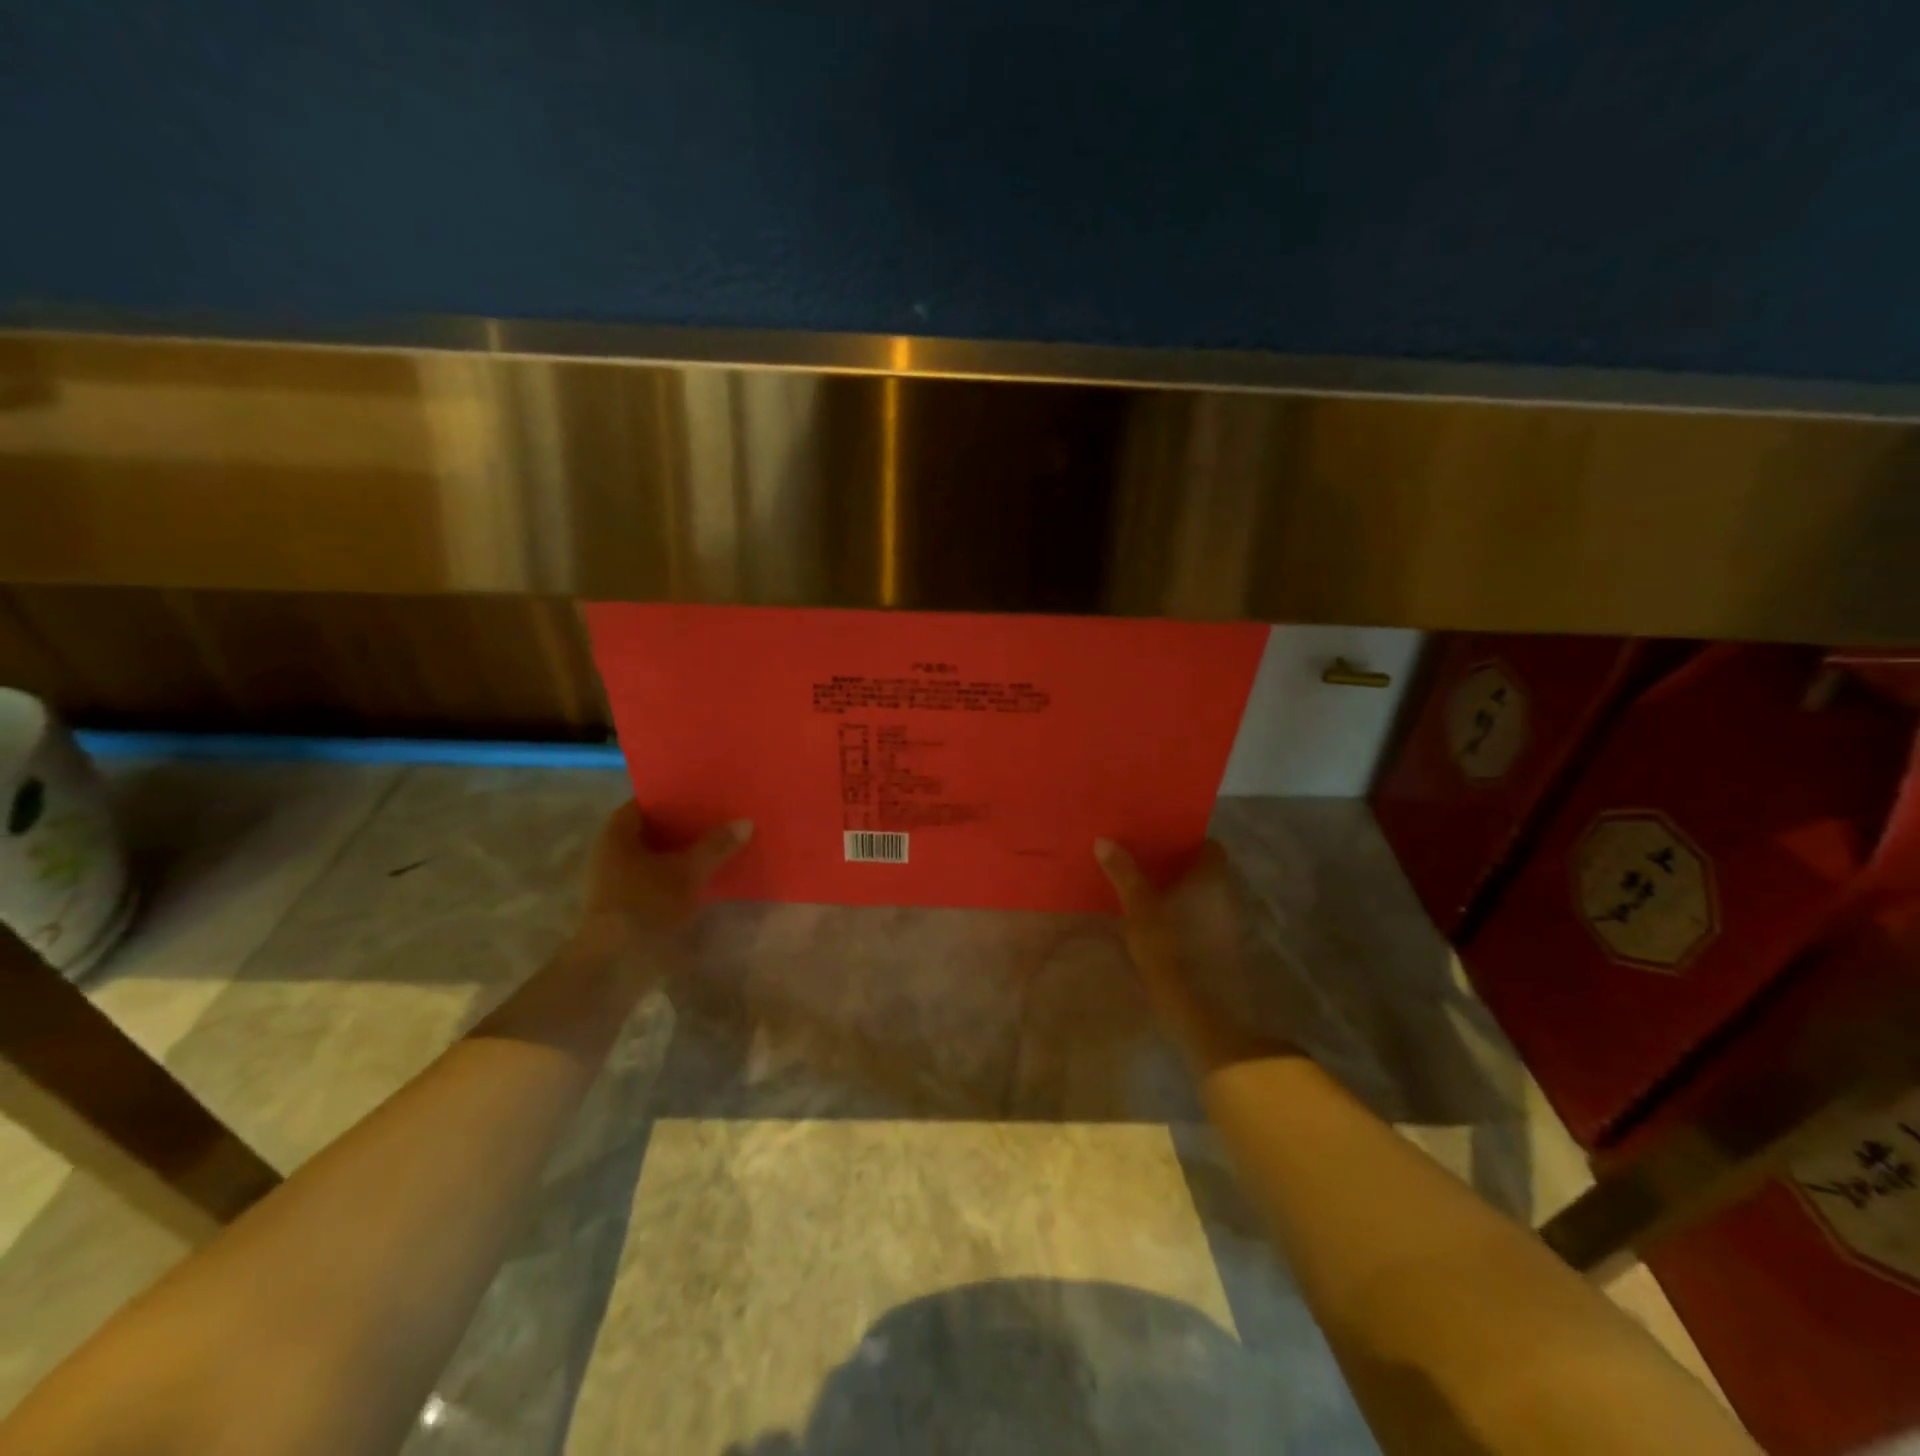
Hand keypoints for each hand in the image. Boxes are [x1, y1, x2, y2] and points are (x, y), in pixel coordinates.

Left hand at [576, 802, 751, 953]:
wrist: (615, 966)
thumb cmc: (646, 905)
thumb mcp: (688, 872)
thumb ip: (716, 846)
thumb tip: (745, 821)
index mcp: (616, 835)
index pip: (645, 803)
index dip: (673, 798)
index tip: (703, 796)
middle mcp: (610, 854)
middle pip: (652, 832)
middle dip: (683, 827)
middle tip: (719, 818)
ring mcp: (615, 883)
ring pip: (656, 858)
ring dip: (682, 854)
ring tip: (718, 846)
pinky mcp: (625, 908)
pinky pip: (656, 880)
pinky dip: (678, 877)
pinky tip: (705, 878)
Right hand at [1094, 838, 1297, 1074]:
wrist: (1209, 1019)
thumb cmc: (1175, 954)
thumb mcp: (1141, 911)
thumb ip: (1125, 874)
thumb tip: (1105, 838)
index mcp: (1211, 878)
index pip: (1207, 845)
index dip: (1183, 838)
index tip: (1153, 836)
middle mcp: (1225, 895)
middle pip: (1200, 869)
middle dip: (1171, 864)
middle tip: (1133, 857)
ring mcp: (1225, 924)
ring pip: (1197, 895)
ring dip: (1172, 890)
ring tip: (1134, 885)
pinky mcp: (1218, 949)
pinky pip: (1195, 917)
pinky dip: (1176, 913)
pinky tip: (1149, 920)